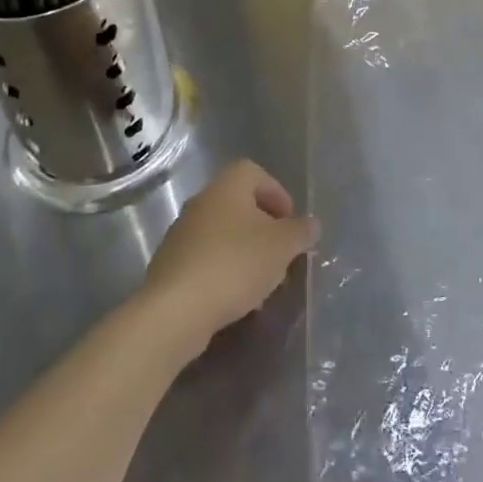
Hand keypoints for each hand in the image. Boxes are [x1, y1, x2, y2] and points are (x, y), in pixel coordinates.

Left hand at [139, 160, 318, 360]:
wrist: (176, 308)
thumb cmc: (235, 264)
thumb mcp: (281, 246)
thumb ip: (300, 232)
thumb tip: (311, 224)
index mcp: (227, 187)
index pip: (254, 173)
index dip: (276, 193)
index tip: (289, 222)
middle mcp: (201, 202)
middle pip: (238, 204)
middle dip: (263, 227)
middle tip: (281, 253)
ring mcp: (182, 233)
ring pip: (223, 233)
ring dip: (245, 251)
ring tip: (262, 281)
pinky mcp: (171, 264)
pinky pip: (206, 259)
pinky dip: (224, 271)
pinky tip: (236, 298)